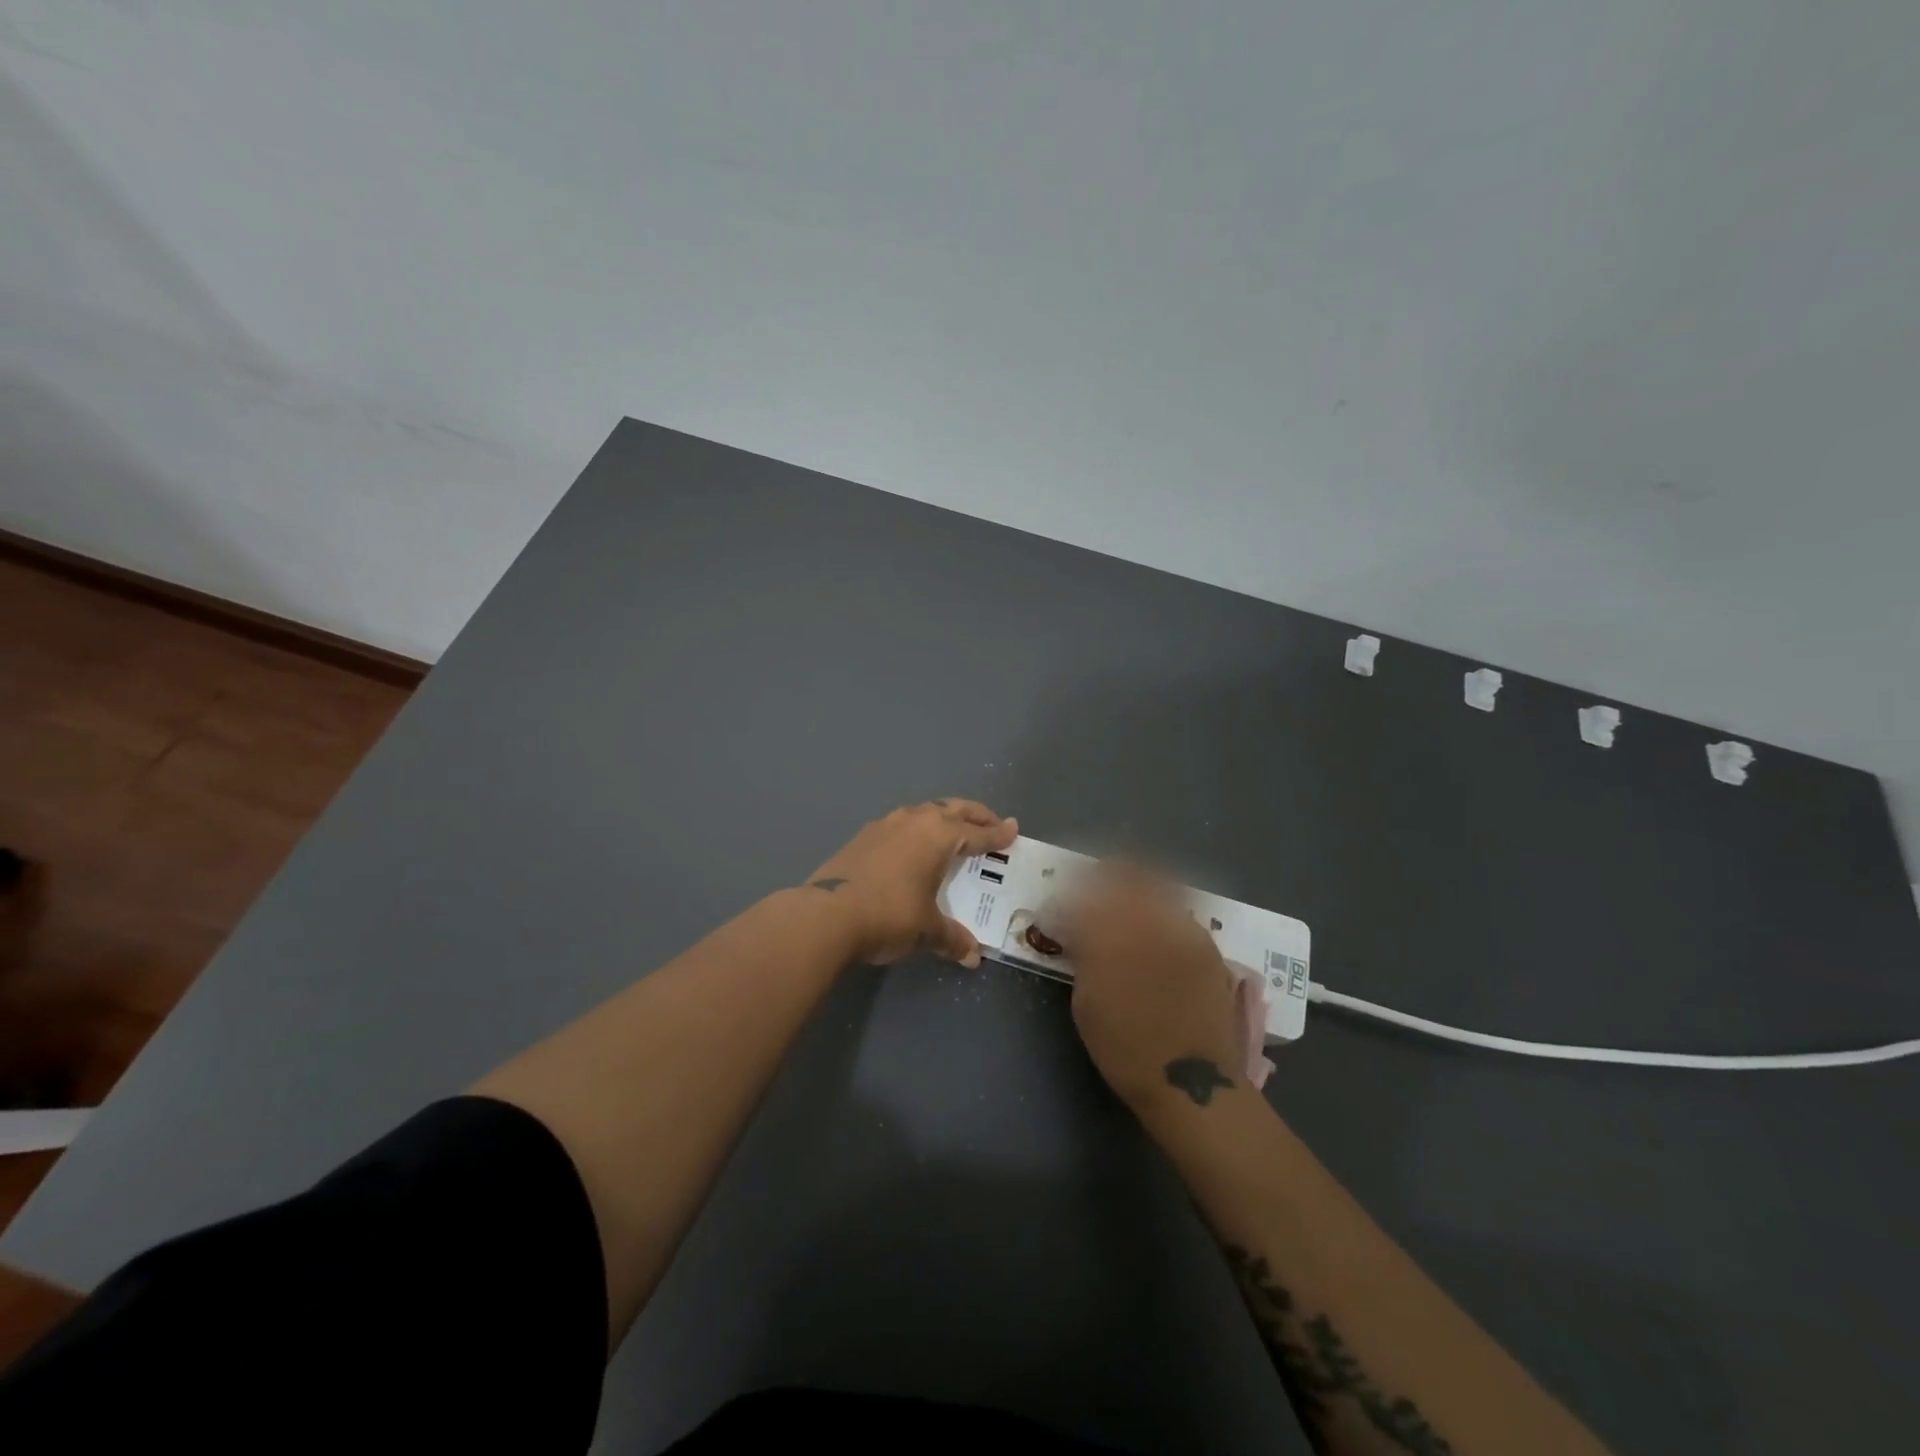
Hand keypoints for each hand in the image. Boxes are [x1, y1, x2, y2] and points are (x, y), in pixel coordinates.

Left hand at [805, 800, 1017, 965]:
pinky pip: (901, 825)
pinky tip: (913, 846)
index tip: (1013, 829)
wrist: (826, 914)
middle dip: (975, 815)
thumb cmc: (889, 914)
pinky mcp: (863, 837)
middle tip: (992, 823)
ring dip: (943, 818)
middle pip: (953, 809)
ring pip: (924, 812)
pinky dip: (917, 830)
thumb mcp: (926, 929)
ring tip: (952, 832)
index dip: (997, 834)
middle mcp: (915, 821)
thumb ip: (951, 938)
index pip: (977, 832)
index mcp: (938, 835)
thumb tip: (971, 955)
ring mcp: (885, 825)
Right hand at [1063, 864, 1244, 1113]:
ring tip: (1122, 900)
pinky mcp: (1206, 943)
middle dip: (1102, 876)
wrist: (1192, 1082)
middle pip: (1123, 874)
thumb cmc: (1125, 1050)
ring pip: (1156, 885)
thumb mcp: (1086, 1003)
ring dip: (1134, 886)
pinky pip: (1177, 911)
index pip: (1080, 897)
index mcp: (1109, 937)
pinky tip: (1153, 927)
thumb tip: (1076, 931)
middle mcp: (1148, 921)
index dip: (1065, 898)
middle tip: (1089, 889)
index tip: (1057, 907)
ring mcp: (1182, 929)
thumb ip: (1082, 955)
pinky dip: (1160, 909)